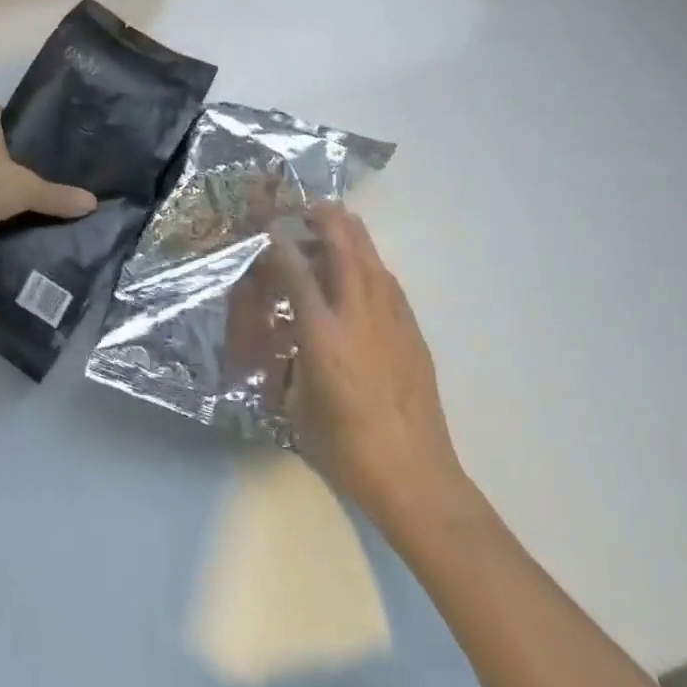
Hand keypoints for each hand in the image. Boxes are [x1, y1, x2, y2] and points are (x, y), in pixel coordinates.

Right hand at [269, 204, 472, 533]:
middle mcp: (358, 315)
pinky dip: (370, 264)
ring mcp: (392, 320)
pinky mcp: (413, 332)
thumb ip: (292, 359)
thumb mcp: (300, 405)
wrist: (416, 478)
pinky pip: (388, 282)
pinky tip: (362, 272)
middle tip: (309, 208)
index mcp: (324, 334)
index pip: (298, 271)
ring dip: (351, 235)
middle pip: (343, 247)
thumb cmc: (347, 450)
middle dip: (325, 220)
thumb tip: (288, 336)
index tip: (270, 230)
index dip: (281, 245)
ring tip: (335, 226)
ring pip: (371, 258)